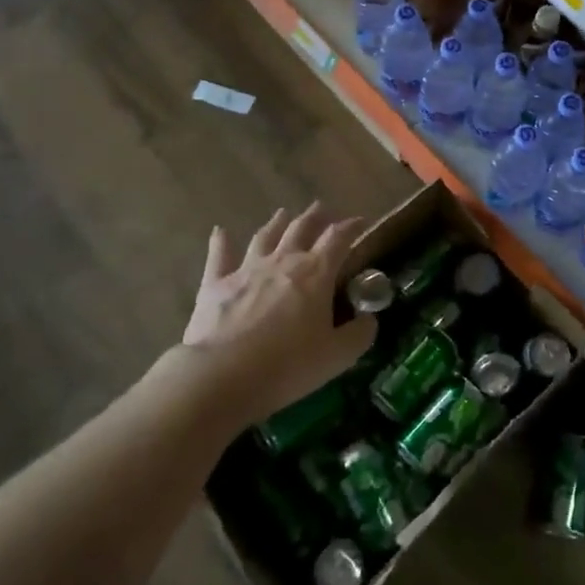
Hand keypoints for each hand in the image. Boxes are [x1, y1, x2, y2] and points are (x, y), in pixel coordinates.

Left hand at [181, 203, 369, 427]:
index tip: (360, 222)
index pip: (338, 238)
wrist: (222, 375)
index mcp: (316, 272)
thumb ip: (359, 334)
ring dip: (277, 223)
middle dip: (315, 216)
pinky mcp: (216, 284)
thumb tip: (369, 319)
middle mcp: (283, 261)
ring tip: (283, 213)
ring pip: (265, 236)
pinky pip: (219, 256)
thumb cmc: (288, 365)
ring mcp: (247, 269)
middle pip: (301, 228)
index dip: (351, 227)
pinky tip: (220, 231)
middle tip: (321, 208)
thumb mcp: (337, 356)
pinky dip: (221, 242)